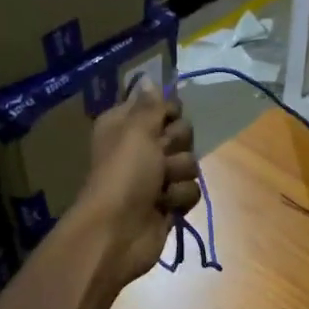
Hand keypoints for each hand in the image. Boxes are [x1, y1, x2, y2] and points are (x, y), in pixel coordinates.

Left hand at [68, 83, 200, 287]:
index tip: (167, 120)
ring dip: (177, 175)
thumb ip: (150, 106)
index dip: (169, 112)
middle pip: (182, 133)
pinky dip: (179, 198)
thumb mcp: (136, 132)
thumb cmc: (124, 175)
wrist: (117, 231)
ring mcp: (156, 176)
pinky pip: (191, 190)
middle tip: (159, 156)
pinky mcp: (168, 202)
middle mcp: (141, 147)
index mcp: (126, 125)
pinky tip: (164, 206)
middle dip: (176, 146)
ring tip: (159, 187)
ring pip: (190, 163)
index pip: (162, 105)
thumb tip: (149, 77)